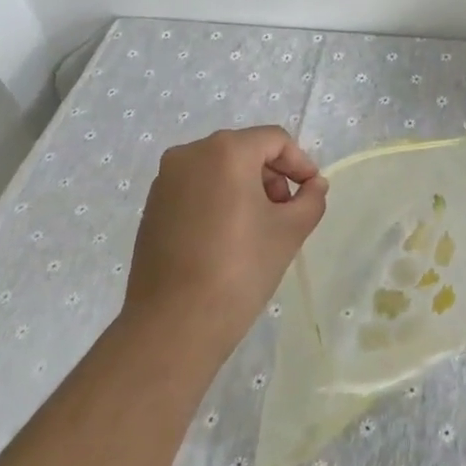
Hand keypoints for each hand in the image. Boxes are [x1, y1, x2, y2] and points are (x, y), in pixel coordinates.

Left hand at [123, 127, 327, 361]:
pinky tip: (228, 237)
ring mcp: (165, 180)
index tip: (311, 192)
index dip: (299, 163)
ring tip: (259, 227)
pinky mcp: (152, 206)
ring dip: (246, 188)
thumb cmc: (239, 268)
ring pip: (219, 169)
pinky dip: (218, 200)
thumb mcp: (290, 231)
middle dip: (272, 176)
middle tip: (286, 212)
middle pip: (245, 151)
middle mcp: (191, 153)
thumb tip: (314, 185)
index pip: (274, 140)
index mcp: (226, 150)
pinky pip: (196, 188)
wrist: (173, 325)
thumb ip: (310, 199)